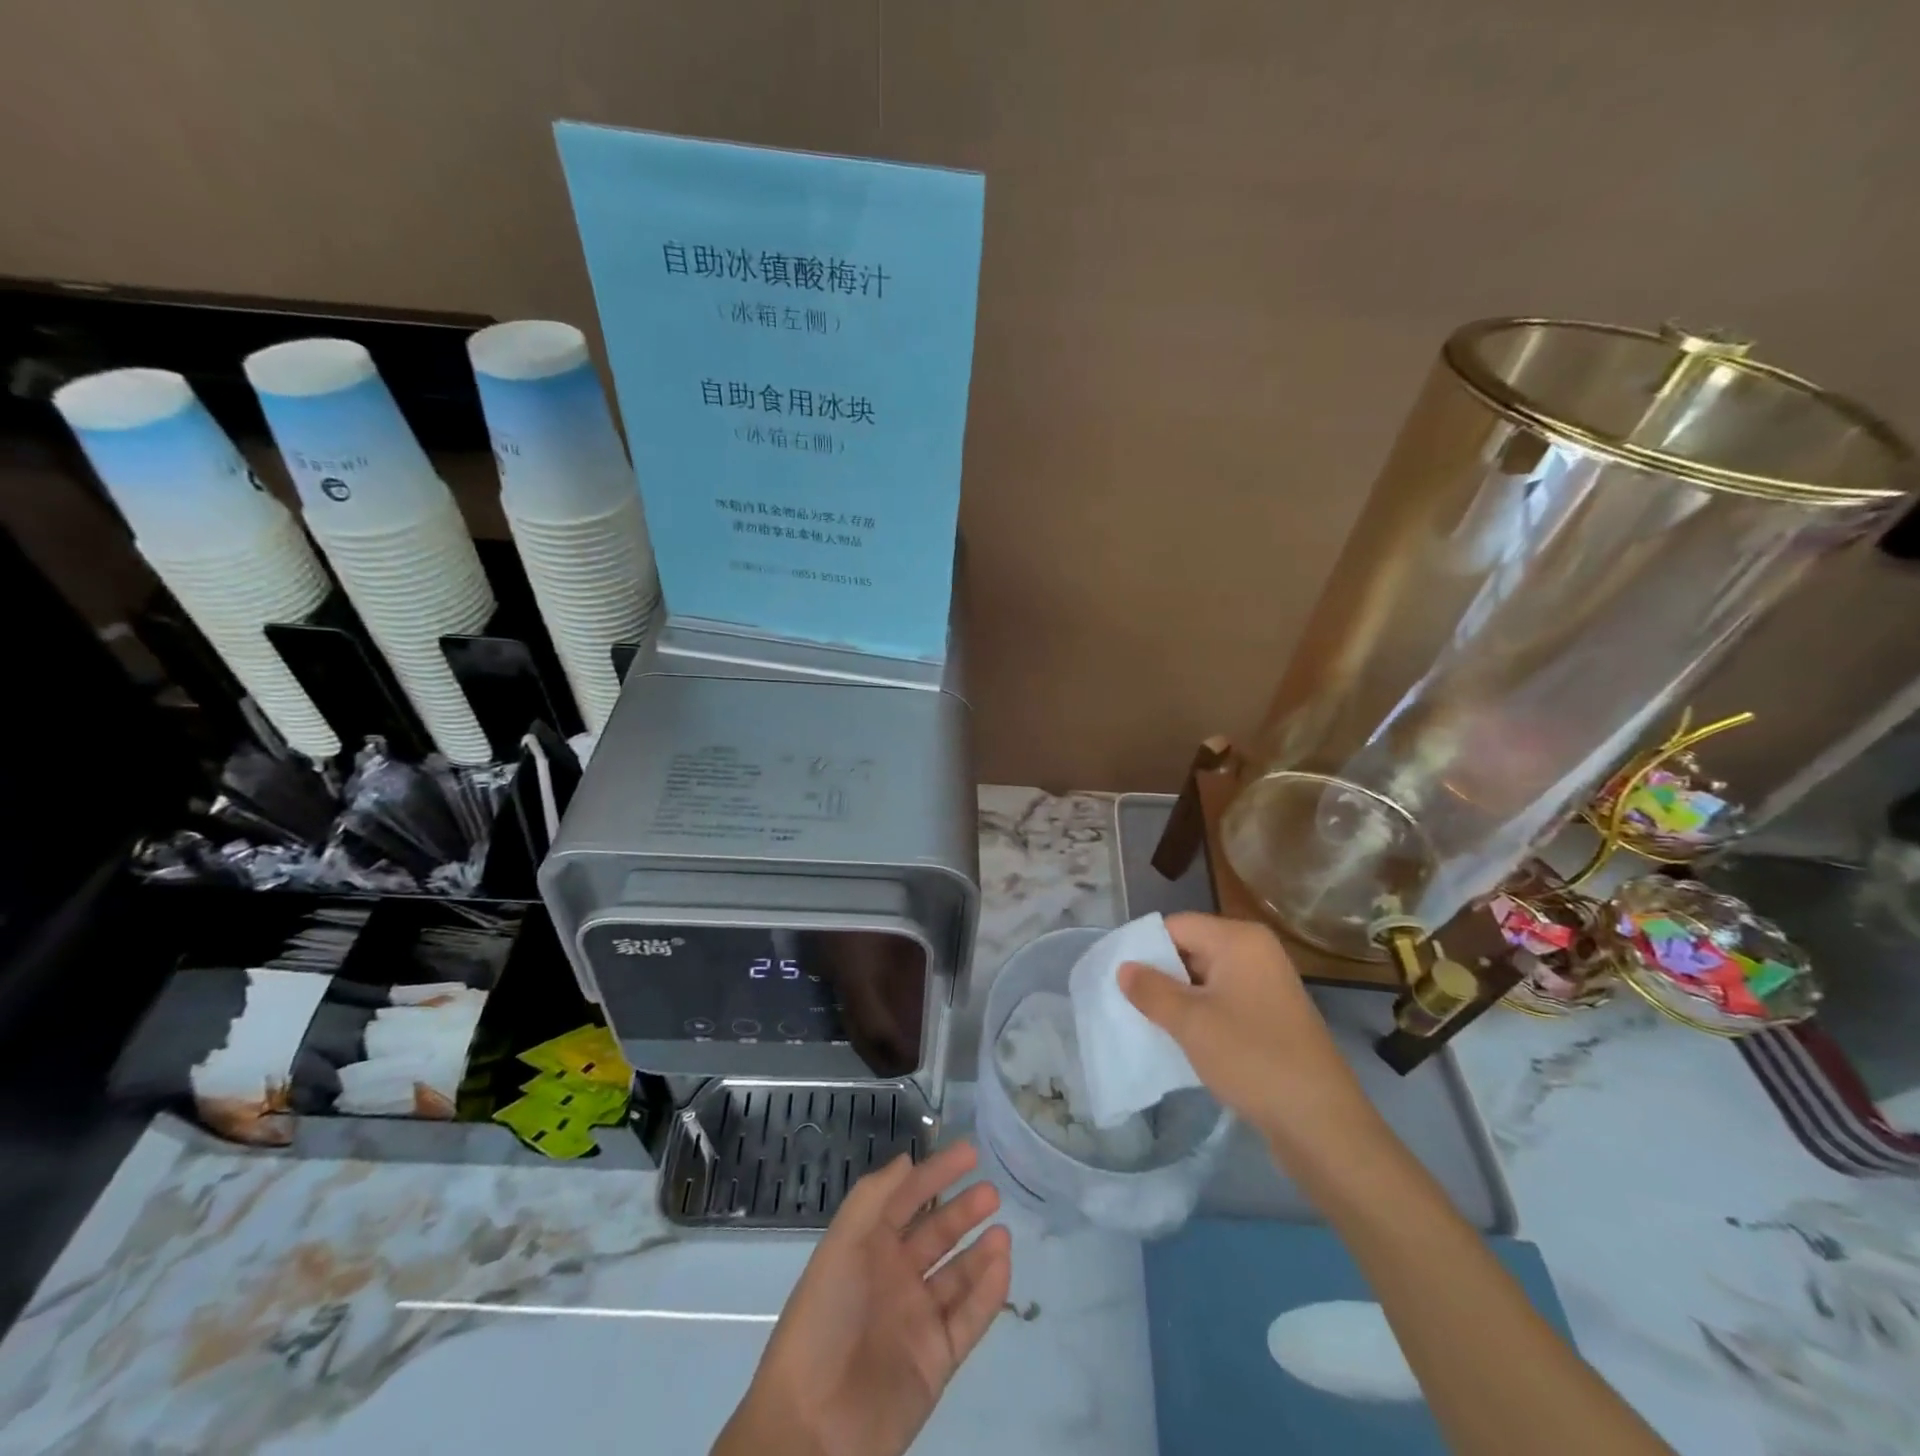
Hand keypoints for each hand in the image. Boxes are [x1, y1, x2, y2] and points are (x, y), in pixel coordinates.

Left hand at [714, 1141, 1011, 1455]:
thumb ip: (873, 1198)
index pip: (907, 1200)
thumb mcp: (840, 1246)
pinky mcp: (936, 1360)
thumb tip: (906, 1160)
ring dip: (980, 1250)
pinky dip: (988, 1292)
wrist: (813, 1426)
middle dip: (963, 1210)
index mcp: (867, 1248)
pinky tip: (1002, 1265)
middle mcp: (894, 1277)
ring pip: (957, 1275)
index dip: (935, 1173)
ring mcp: (917, 1319)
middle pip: (936, 1234)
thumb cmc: (824, 1320)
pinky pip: (968, 1319)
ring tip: (1002, 1231)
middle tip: (992, 1191)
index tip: (969, 1152)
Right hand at [1119, 913, 1378, 1160]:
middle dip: (1159, 973)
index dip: (1143, 946)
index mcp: (1239, 939)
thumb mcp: (1190, 1022)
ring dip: (1177, 997)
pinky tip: (1180, 1037)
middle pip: (1192, 948)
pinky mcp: (1272, 1015)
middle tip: (1125, 1000)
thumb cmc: (1252, 1058)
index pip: (1177, 926)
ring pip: (1206, 977)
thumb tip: (1124, 968)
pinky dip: (1200, 1013)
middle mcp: (1256, 951)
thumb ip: (1151, 990)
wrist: (1322, 1124)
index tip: (1114, 974)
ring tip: (1145, 1020)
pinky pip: (1224, 1000)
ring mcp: (1267, 984)